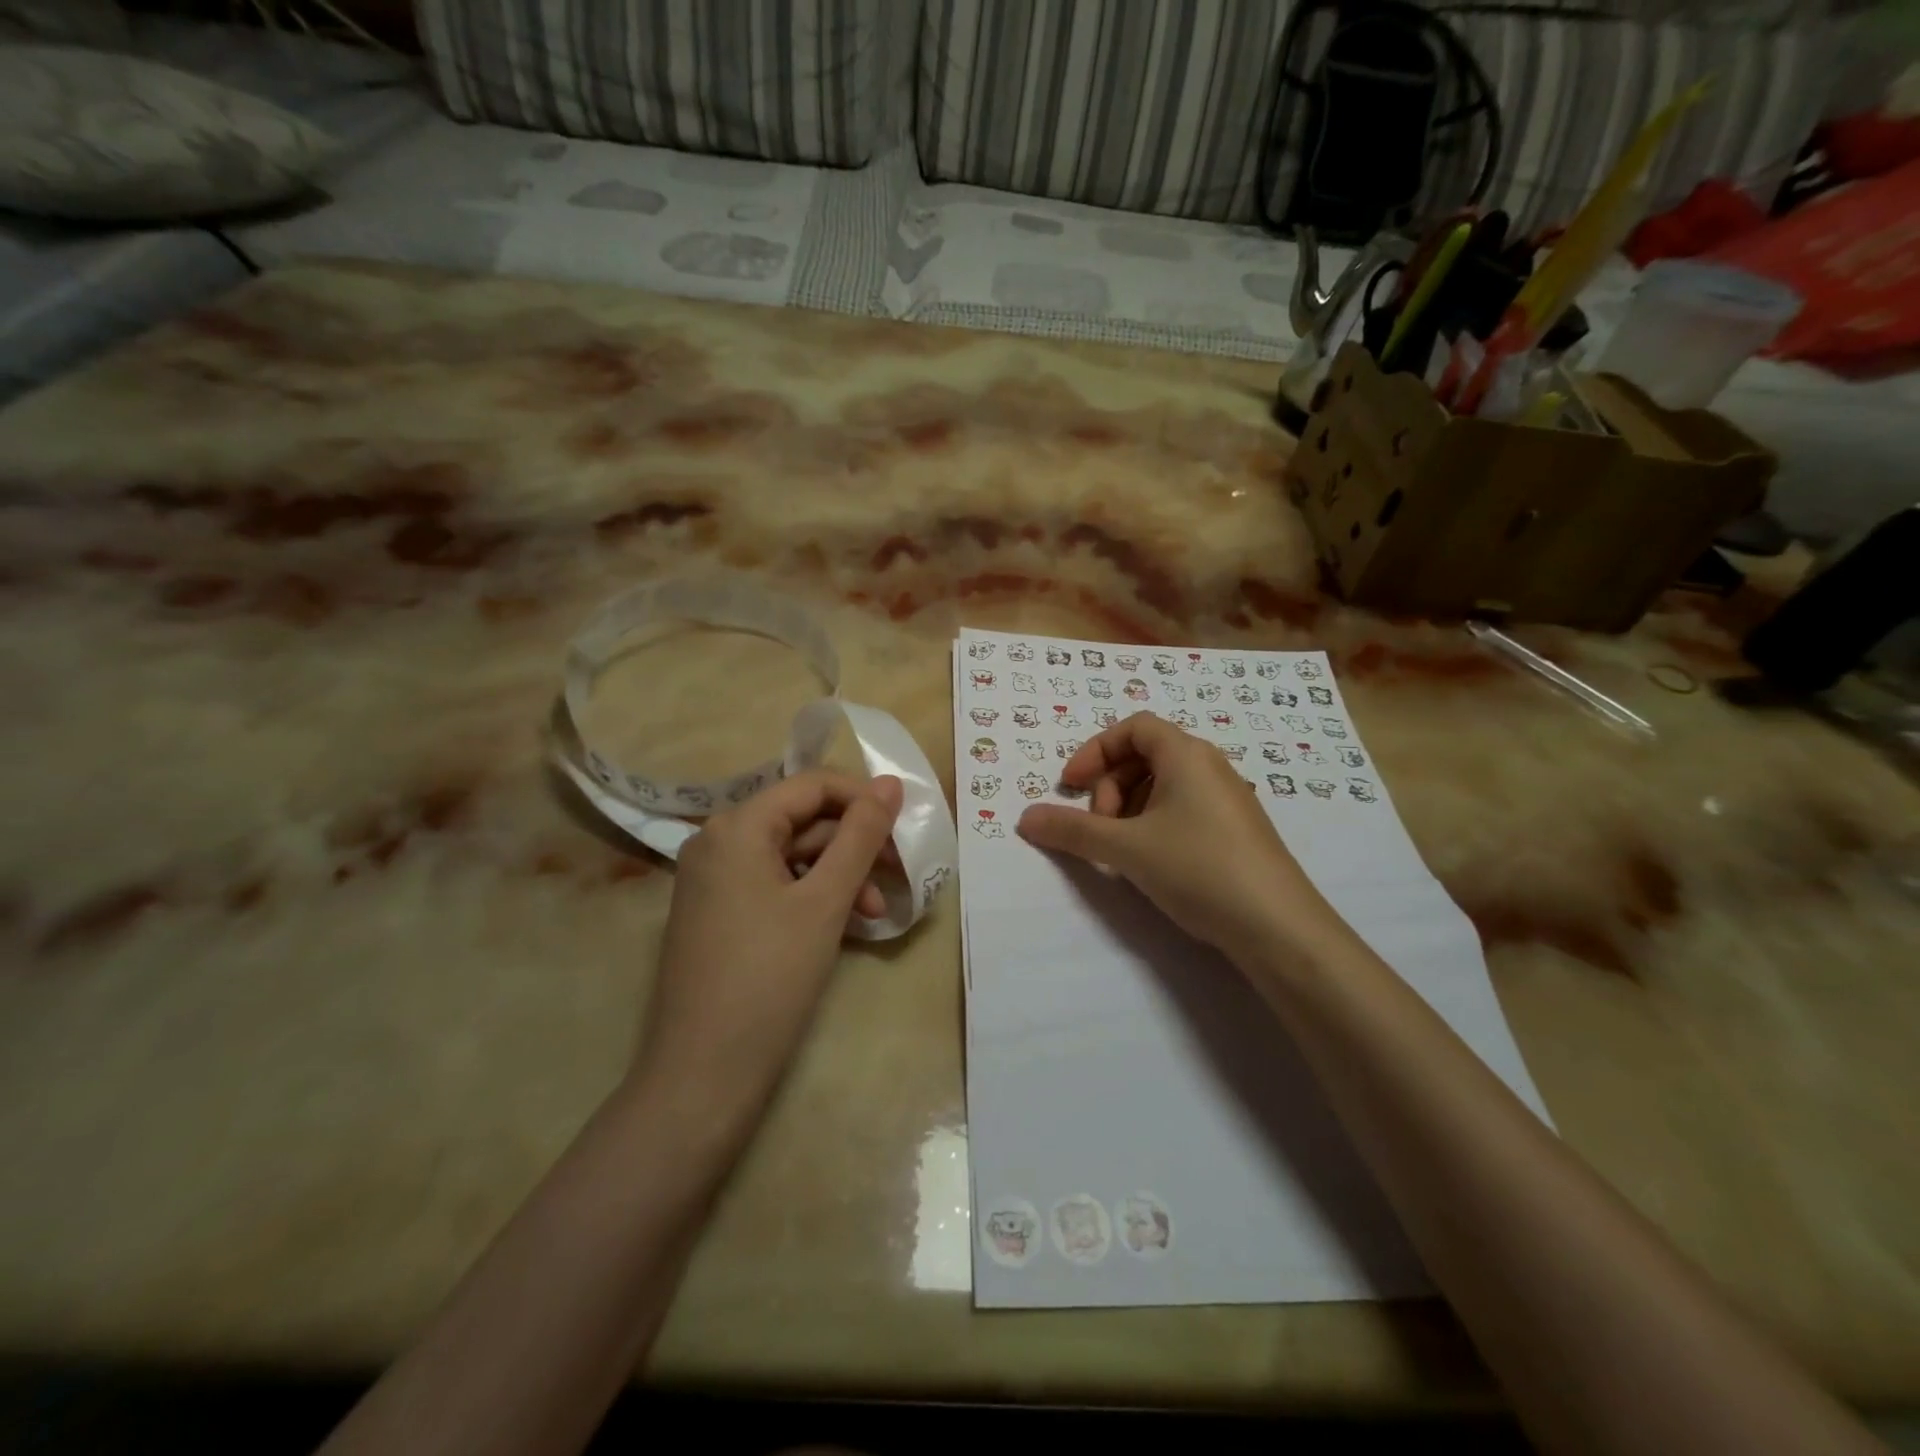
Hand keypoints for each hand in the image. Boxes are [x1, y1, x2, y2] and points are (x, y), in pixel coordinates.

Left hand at [636, 770, 902, 1135]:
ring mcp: (714, 879)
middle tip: (899, 873)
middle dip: (854, 845)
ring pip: (793, 855)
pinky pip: (776, 884)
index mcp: (737, 826)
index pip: (811, 785)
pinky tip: (845, 923)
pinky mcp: (719, 912)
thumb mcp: (825, 901)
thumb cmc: (769, 978)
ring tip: (874, 912)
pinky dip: (813, 896)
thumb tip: (891, 783)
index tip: (905, 826)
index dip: (863, 798)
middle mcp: (718, 841)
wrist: (703, 1075)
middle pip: (803, 820)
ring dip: (840, 875)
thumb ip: (861, 836)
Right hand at [1017, 713, 1345, 965]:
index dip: (1095, 750)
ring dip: (1130, 808)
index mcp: (1186, 754)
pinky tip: (1153, 863)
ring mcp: (1227, 799)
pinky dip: (1155, 824)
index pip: (1133, 728)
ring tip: (1123, 850)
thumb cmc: (1197, 868)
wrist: (1277, 926)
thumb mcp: (1125, 848)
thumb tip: (1025, 818)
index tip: (1071, 785)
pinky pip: (1184, 809)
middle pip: (1146, 755)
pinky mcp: (1236, 830)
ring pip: (1164, 785)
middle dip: (1111, 785)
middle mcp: (1210, 766)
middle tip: (1101, 827)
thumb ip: (1071, 830)